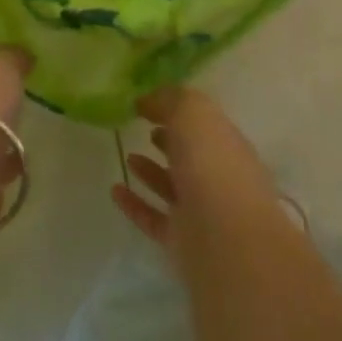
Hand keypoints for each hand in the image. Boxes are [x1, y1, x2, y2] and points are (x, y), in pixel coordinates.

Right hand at [113, 87, 288, 262]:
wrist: (226, 240)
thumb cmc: (213, 165)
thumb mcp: (193, 113)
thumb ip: (170, 100)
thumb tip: (147, 100)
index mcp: (227, 144)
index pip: (203, 122)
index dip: (178, 110)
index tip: (147, 103)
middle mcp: (217, 176)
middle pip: (192, 154)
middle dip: (171, 139)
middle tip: (144, 126)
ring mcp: (200, 211)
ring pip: (173, 186)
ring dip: (151, 171)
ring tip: (128, 155)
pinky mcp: (181, 240)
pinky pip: (153, 217)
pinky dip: (134, 204)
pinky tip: (115, 190)